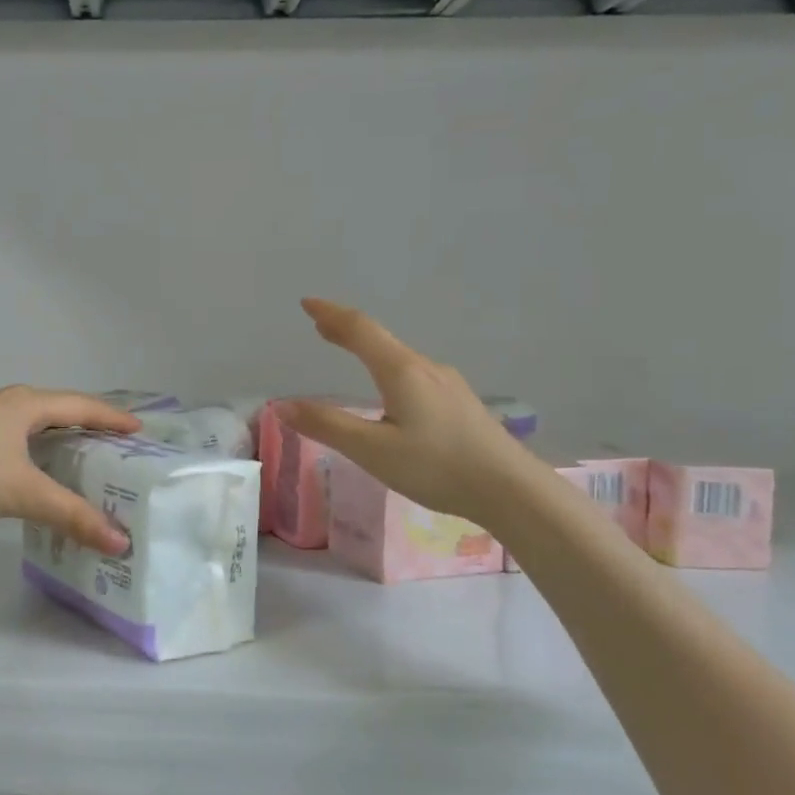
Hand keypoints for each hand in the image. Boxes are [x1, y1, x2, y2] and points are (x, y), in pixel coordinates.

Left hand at [0, 386, 140, 552]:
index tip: (139, 429)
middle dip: (88, 424)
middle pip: (58, 408)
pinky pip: (13, 433)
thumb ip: (71, 515)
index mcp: (27, 404)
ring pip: (32, 421)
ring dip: (58, 434)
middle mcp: (7, 401)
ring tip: (79, 455)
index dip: (112, 418)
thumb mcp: (23, 493)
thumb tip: (119, 541)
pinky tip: (30, 466)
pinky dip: (33, 445)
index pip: (82, 406)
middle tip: (114, 445)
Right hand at [279, 299, 528, 526]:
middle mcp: (426, 369)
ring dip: (370, 350)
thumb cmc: (437, 467)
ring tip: (352, 354)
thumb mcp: (372, 450)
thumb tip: (282, 406)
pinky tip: (392, 392)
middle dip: (347, 330)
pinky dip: (389, 368)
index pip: (360, 329)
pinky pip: (415, 375)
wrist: (512, 491)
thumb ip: (327, 426)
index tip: (307, 303)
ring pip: (400, 358)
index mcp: (401, 371)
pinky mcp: (461, 404)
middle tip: (321, 326)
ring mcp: (448, 385)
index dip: (331, 314)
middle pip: (380, 339)